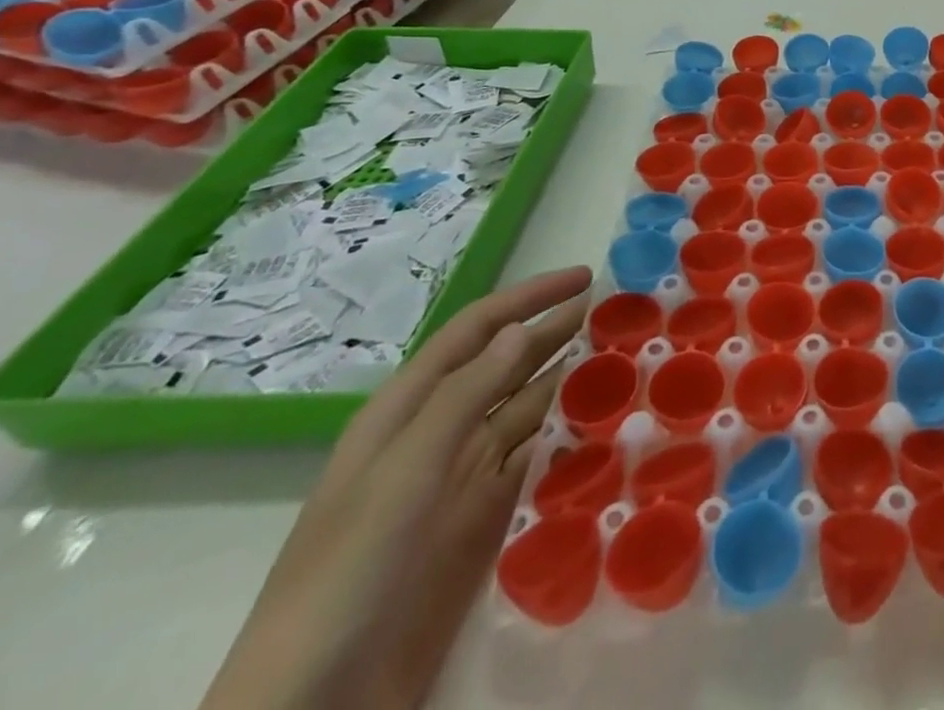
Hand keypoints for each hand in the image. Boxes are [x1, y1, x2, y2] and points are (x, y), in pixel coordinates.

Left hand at [201, 266, 592, 709]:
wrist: (313, 707)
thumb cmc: (347, 572)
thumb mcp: (402, 473)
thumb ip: (463, 397)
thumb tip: (520, 330)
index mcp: (409, 411)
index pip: (477, 331)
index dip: (530, 298)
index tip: (587, 277)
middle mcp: (440, 436)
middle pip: (509, 367)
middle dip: (561, 334)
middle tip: (623, 313)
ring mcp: (464, 483)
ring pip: (530, 414)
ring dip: (574, 385)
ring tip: (629, 361)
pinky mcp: (486, 527)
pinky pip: (537, 468)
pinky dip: (573, 443)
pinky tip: (610, 429)